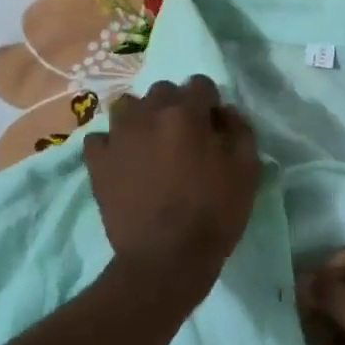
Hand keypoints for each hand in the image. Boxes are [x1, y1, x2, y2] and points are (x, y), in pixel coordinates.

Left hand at [84, 76, 258, 282]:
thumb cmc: (214, 214)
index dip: (210, 104)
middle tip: (184, 138)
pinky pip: (100, 138)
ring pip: (128, 107)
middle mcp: (149, 114)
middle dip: (176, 107)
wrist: (166, 259)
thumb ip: (240, 131)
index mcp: (187, 114)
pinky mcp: (97, 162)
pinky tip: (124, 162)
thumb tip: (225, 112)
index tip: (214, 127)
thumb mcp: (248, 171)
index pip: (200, 84)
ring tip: (151, 145)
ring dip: (142, 118)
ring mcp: (118, 136)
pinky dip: (112, 145)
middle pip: (163, 91)